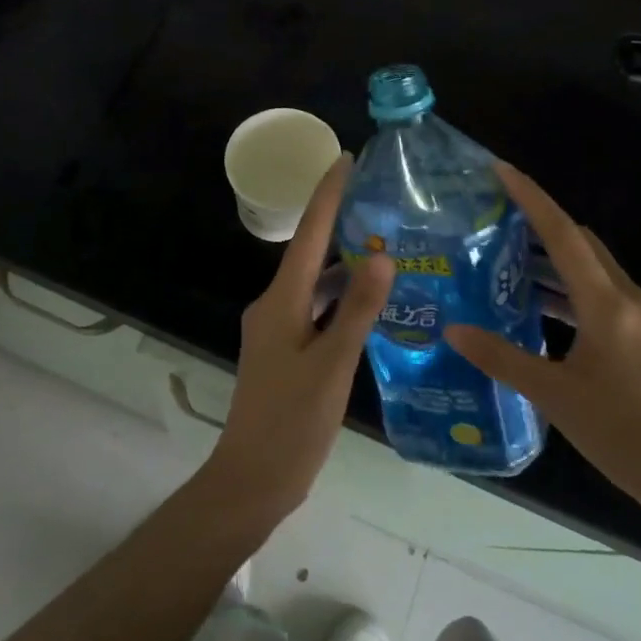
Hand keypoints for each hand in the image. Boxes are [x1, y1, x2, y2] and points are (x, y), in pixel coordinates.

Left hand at [204, 155, 394, 528]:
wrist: (251, 481)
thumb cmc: (292, 422)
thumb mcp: (333, 364)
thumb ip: (357, 309)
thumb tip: (382, 254)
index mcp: (281, 301)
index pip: (308, 233)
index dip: (327, 194)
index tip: (346, 159)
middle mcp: (275, 306)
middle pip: (311, 253)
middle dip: (342, 224)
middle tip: (383, 202)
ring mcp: (278, 330)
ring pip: (316, 285)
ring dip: (346, 266)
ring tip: (390, 248)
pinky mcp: (286, 351)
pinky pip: (316, 311)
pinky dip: (341, 301)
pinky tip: (371, 305)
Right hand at [445, 162, 640, 522]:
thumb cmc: (623, 434)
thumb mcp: (555, 396)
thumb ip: (502, 358)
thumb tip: (453, 331)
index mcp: (607, 303)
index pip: (563, 234)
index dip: (531, 198)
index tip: (501, 170)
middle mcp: (628, 298)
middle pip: (580, 242)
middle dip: (539, 223)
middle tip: (495, 218)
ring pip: (591, 268)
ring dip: (553, 258)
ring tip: (507, 258)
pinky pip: (600, 293)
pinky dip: (569, 288)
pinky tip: (540, 306)